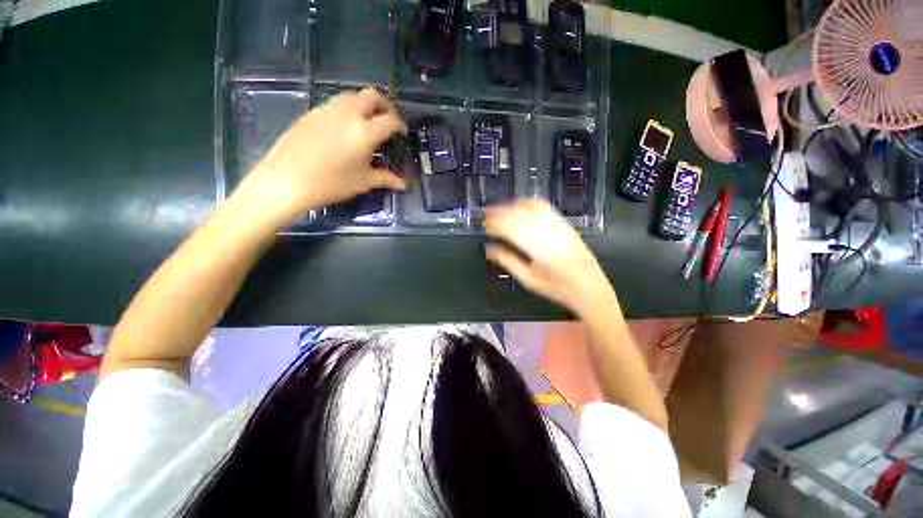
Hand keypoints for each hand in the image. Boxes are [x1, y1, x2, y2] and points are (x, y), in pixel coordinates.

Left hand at [234, 88, 407, 226]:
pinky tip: (345, 129)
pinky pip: (336, 103)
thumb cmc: (330, 183)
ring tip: (368, 124)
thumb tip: (403, 184)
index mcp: (364, 131)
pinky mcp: (312, 112)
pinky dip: (348, 110)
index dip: (400, 125)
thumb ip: (385, 178)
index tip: (402, 133)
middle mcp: (348, 113)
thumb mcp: (363, 182)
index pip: (390, 120)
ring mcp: (327, 109)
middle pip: (372, 96)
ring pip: (352, 96)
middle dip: (385, 106)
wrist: (286, 180)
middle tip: (388, 122)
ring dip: (366, 105)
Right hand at [483, 200, 617, 316]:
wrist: (590, 287)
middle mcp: (548, 231)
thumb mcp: (529, 279)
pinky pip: (544, 206)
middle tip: (485, 216)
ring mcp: (558, 225)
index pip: (510, 228)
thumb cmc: (557, 288)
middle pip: (518, 214)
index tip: (483, 225)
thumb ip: (508, 261)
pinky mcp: (564, 223)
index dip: (494, 224)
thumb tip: (488, 249)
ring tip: (498, 210)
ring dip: (511, 205)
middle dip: (499, 212)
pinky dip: (528, 202)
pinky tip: (519, 205)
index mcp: (538, 248)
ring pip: (530, 207)